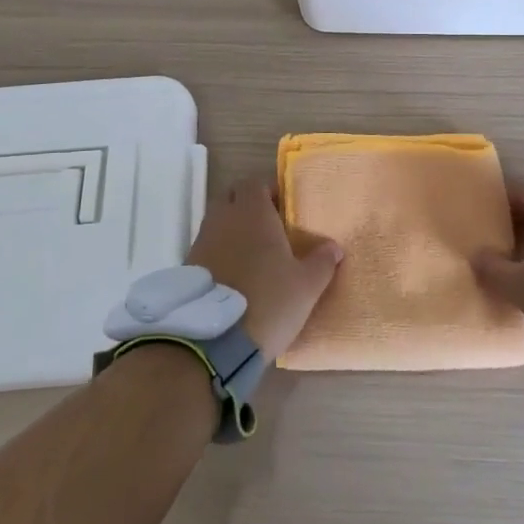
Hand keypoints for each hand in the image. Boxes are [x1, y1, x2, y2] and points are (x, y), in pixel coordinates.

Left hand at [187, 178, 342, 358]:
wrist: (215, 341)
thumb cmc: (268, 301)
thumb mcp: (307, 286)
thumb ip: (322, 262)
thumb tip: (334, 247)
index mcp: (252, 212)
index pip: (255, 182)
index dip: (270, 190)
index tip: (286, 207)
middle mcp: (223, 219)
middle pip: (232, 197)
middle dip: (249, 206)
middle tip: (271, 227)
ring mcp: (202, 241)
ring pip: (218, 222)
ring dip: (233, 230)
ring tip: (255, 254)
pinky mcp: (189, 267)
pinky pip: (208, 247)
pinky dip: (221, 252)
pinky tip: (237, 275)